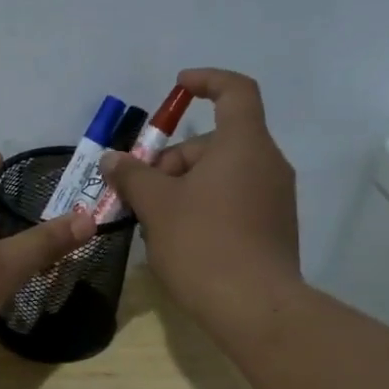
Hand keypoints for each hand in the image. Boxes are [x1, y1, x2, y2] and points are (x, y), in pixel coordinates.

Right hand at [100, 68, 302, 337]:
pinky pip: (234, 200)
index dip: (207, 81)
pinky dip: (205, 206)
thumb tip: (112, 159)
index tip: (178, 88)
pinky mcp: (273, 227)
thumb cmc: (202, 244)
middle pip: (216, 142)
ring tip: (153, 221)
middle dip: (173, 160)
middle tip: (140, 192)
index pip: (235, 91)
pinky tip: (179, 239)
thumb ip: (132, 176)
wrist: (254, 307)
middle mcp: (267, 163)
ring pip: (222, 174)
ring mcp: (275, 197)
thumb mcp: (156, 206)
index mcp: (243, 145)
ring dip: (184, 187)